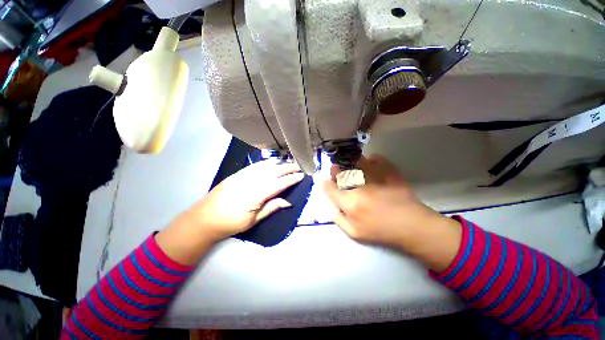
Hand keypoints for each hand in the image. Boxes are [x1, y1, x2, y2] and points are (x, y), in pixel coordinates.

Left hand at [156, 160, 303, 264]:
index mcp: (255, 196)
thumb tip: (288, 202)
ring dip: (278, 164)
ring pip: (264, 167)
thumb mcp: (253, 220)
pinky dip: (265, 163)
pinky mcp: (236, 174)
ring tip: (288, 163)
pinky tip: (271, 163)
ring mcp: (242, 176)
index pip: (278, 184)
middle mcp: (250, 182)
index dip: (290, 179)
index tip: (301, 176)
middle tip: (298, 166)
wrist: (204, 219)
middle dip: (287, 168)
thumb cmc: (230, 224)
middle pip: (272, 172)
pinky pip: (254, 166)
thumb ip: (271, 208)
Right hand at [323, 155, 460, 270]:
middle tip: (336, 169)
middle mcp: (359, 187)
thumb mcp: (355, 233)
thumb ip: (339, 219)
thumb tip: (331, 205)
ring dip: (350, 163)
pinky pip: (377, 158)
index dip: (325, 184)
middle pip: (341, 172)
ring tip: (351, 166)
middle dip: (335, 170)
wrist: (412, 226)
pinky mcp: (389, 172)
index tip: (325, 182)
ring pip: (356, 162)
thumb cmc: (381, 231)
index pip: (329, 188)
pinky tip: (371, 163)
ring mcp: (375, 177)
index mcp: (350, 203)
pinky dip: (371, 159)